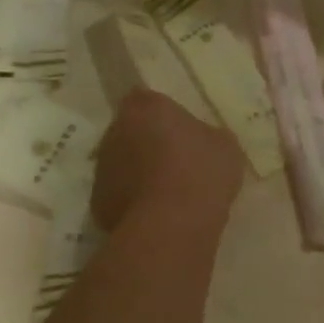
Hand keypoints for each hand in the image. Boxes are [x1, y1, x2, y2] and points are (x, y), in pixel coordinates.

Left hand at [90, 89, 242, 231]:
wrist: (172, 223)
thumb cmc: (202, 172)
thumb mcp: (225, 146)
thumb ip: (209, 134)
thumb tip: (203, 139)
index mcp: (146, 108)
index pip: (147, 99)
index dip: (163, 114)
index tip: (180, 130)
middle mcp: (116, 131)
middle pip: (131, 130)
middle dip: (148, 142)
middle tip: (177, 161)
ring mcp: (103, 167)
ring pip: (123, 163)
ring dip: (140, 171)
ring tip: (169, 192)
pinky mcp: (98, 200)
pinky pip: (120, 193)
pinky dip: (134, 199)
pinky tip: (157, 213)